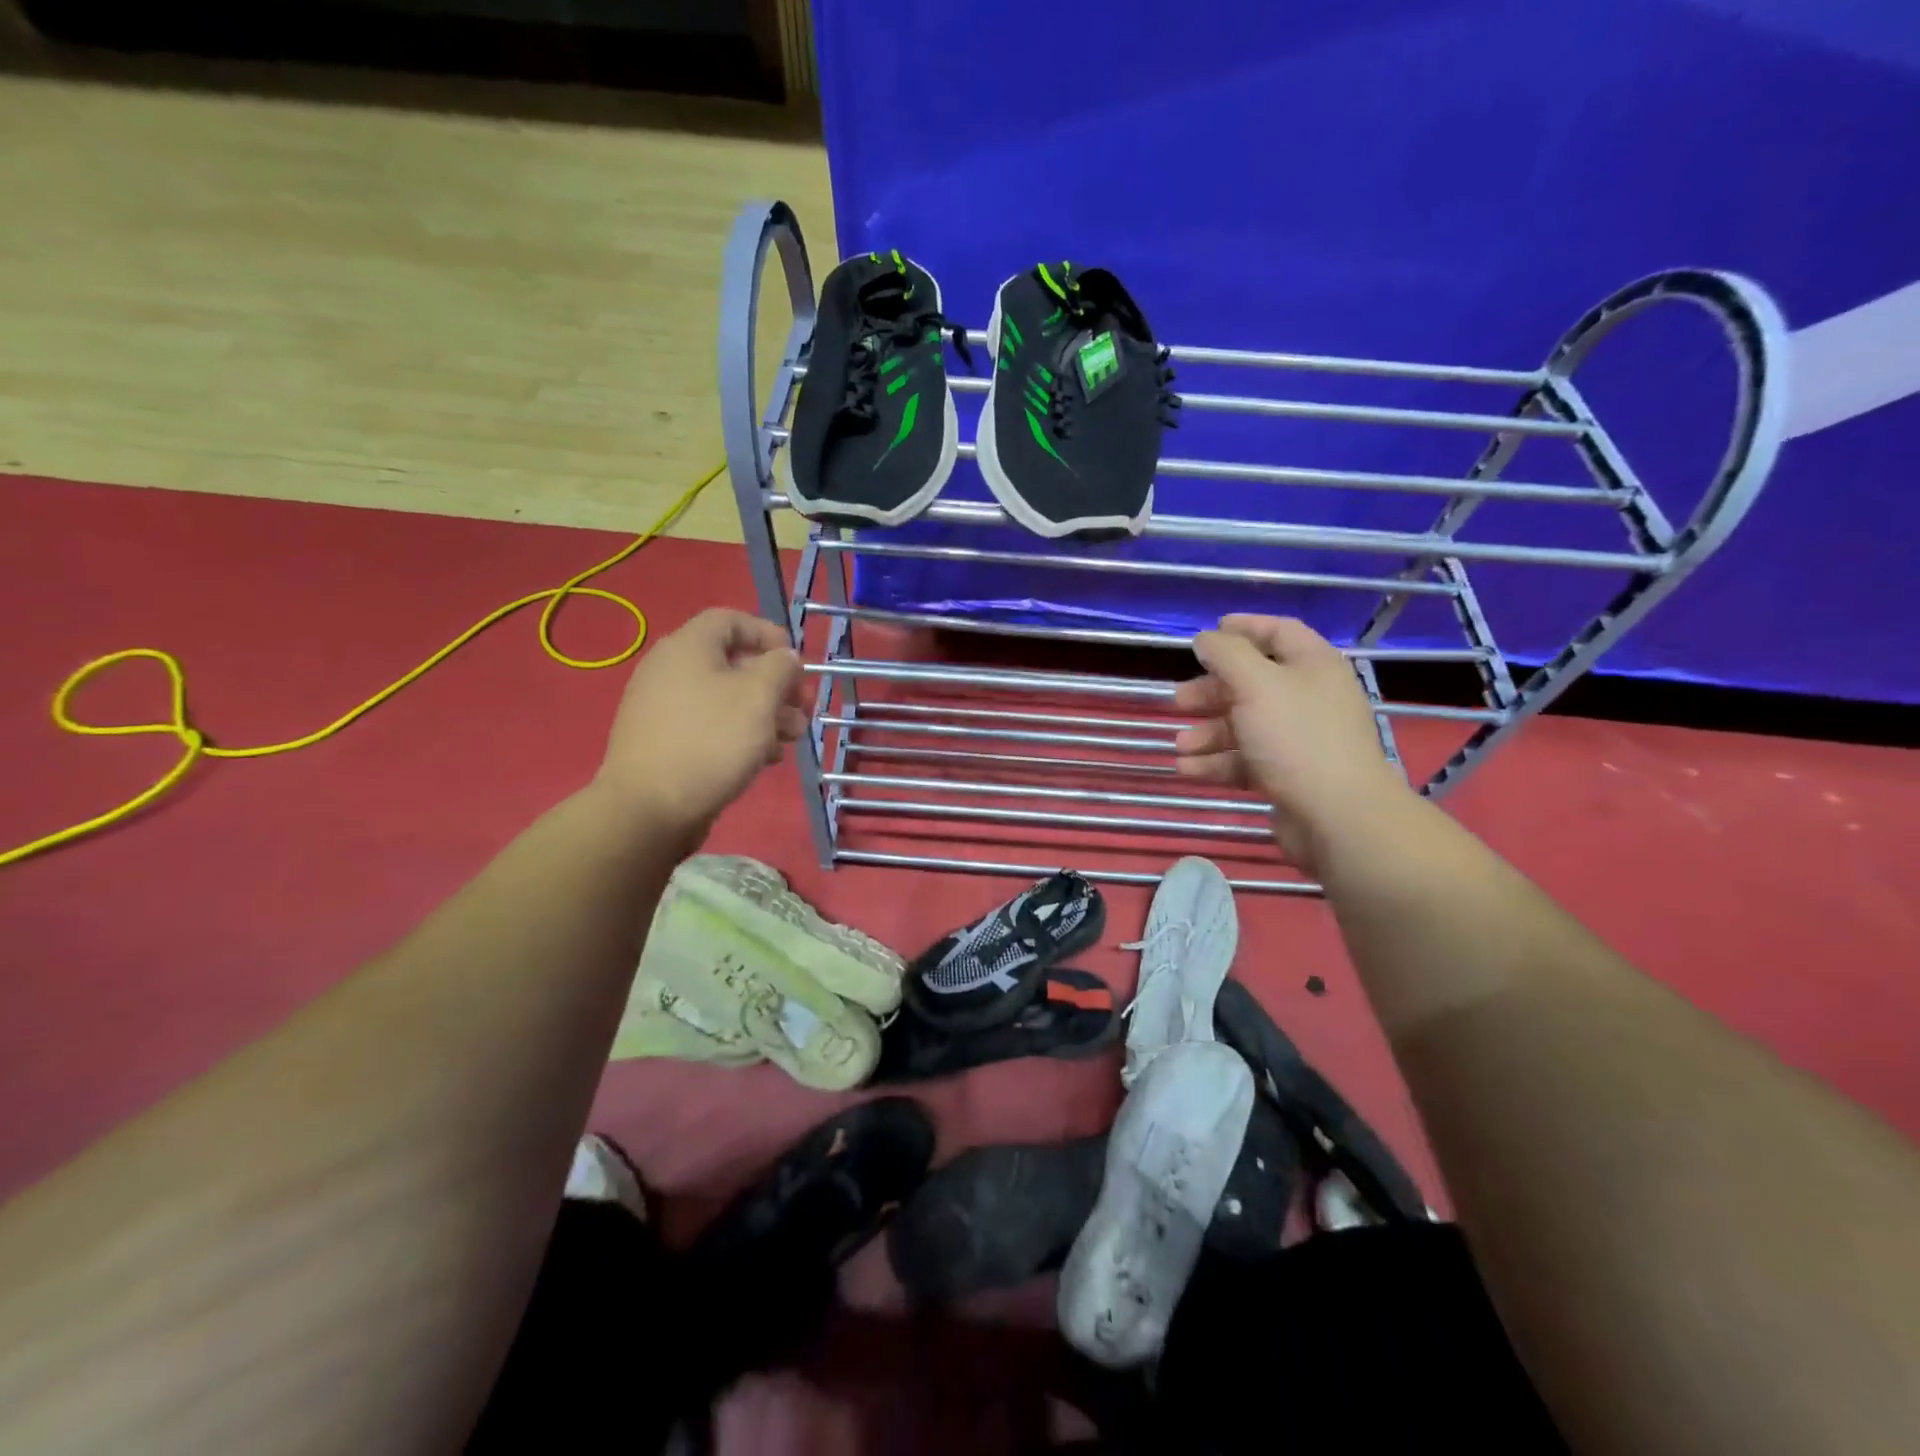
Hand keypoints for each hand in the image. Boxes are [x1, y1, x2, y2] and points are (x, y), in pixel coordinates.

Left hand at [595, 608, 806, 843]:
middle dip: (775, 684)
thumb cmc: (711, 741)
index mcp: (688, 647)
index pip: (731, 620)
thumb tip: (785, 658)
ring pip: (725, 698)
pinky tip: (764, 759)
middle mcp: (671, 670)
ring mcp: (663, 708)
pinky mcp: (664, 742)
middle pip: (733, 663)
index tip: (796, 663)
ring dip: (764, 713)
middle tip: (803, 709)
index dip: (769, 634)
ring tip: (791, 739)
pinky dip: (740, 734)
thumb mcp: (758, 696)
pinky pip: (709, 725)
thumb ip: (780, 668)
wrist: (648, 808)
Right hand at [1174, 614, 1412, 874]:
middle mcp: (1310, 697)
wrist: (1337, 816)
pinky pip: (1247, 760)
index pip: (1279, 632)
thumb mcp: (1255, 684)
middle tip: (1179, 700)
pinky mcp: (1290, 775)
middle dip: (1212, 691)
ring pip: (1245, 725)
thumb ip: (1226, 654)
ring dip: (1208, 732)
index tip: (1206, 635)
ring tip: (1180, 746)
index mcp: (1313, 666)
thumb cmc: (1295, 737)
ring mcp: (1301, 739)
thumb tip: (1206, 638)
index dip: (1243, 628)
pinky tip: (1188, 770)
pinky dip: (1217, 762)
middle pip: (1254, 683)